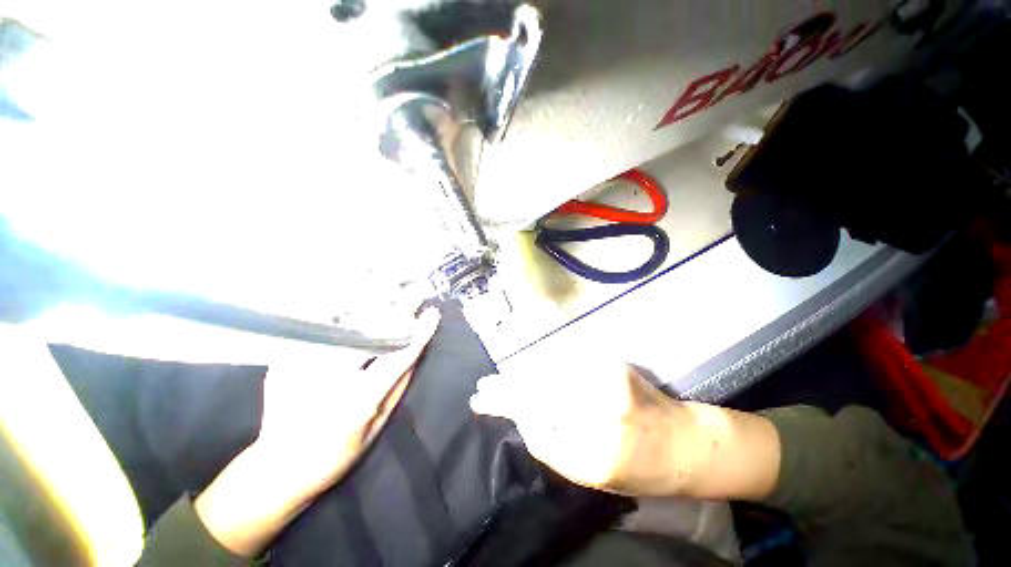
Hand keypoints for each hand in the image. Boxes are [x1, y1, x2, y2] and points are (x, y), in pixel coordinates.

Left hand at [195, 309, 440, 556]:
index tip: (432, 313)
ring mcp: (303, 368)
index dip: (419, 333)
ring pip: (345, 324)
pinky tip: (354, 300)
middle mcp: (331, 379)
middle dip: (397, 309)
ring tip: (391, 287)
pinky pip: (318, 328)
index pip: (399, 357)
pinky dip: (339, 312)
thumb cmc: (336, 453)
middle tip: (414, 290)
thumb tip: (415, 351)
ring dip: (370, 303)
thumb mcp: (377, 427)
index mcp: (359, 401)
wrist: (278, 468)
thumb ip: (398, 387)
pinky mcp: (285, 362)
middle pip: (372, 333)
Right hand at [470, 355, 780, 500]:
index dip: (507, 408)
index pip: (533, 420)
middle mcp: (597, 408)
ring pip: (546, 373)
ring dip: (519, 375)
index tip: (483, 402)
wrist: (685, 442)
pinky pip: (564, 362)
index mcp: (595, 448)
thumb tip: (523, 416)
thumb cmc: (641, 469)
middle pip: (536, 392)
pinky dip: (542, 365)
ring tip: (497, 379)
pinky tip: (527, 369)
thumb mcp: (592, 475)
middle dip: (505, 390)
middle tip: (481, 389)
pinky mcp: (609, 362)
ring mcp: (604, 379)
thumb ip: (554, 447)